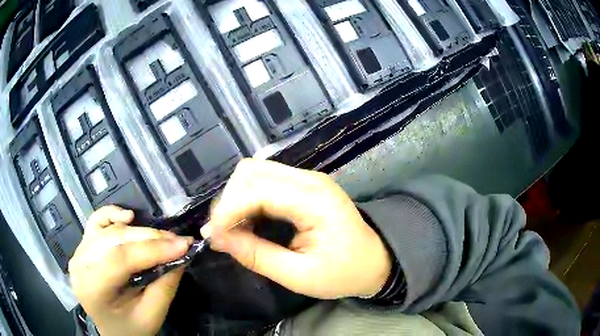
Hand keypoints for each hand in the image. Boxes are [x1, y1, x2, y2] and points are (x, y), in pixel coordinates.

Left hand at [69, 206, 191, 335]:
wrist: (110, 329)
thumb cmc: (130, 328)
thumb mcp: (151, 316)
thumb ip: (164, 287)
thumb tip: (181, 256)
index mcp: (92, 287)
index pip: (121, 258)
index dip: (153, 249)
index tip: (184, 244)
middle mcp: (81, 263)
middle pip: (116, 240)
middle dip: (151, 238)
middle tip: (179, 241)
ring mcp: (79, 250)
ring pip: (110, 230)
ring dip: (139, 230)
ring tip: (164, 237)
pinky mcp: (83, 244)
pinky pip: (97, 221)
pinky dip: (113, 215)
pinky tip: (129, 217)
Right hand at [201, 159, 391, 298]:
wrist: (374, 262)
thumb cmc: (343, 273)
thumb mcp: (299, 275)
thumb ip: (256, 255)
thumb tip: (216, 238)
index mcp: (314, 200)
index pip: (257, 190)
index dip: (228, 210)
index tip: (212, 236)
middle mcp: (309, 179)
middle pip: (251, 172)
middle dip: (228, 201)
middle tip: (223, 234)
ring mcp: (307, 179)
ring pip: (255, 172)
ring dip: (236, 197)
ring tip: (233, 228)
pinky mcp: (303, 185)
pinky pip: (264, 180)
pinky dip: (247, 197)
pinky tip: (247, 220)